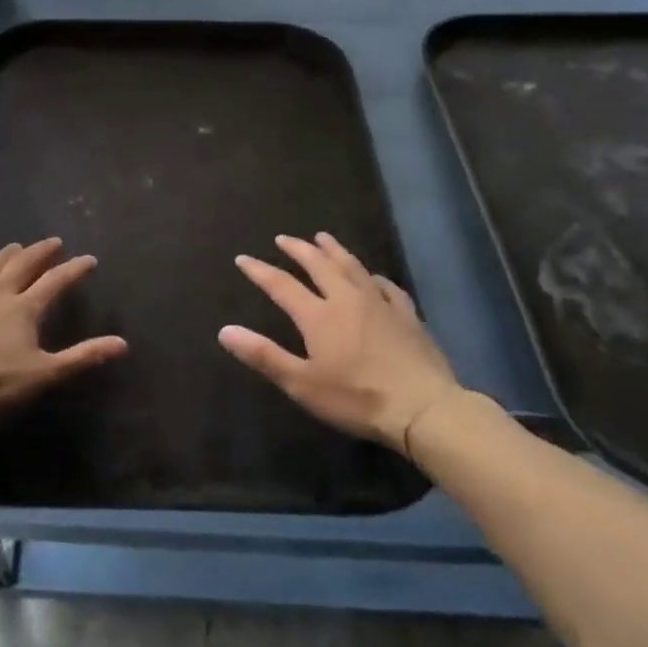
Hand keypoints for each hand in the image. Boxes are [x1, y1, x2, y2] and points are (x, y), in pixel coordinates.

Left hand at [0, 238, 126, 422]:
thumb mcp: (42, 376)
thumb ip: (82, 357)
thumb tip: (122, 343)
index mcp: (23, 309)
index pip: (55, 281)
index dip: (74, 269)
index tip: (89, 259)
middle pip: (21, 266)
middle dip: (40, 252)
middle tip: (53, 241)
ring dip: (5, 256)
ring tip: (16, 246)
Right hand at [219, 233, 462, 454]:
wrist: (423, 408)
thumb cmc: (356, 398)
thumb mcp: (302, 383)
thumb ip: (264, 355)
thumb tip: (225, 330)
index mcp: (318, 315)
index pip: (281, 284)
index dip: (260, 270)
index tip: (243, 259)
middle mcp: (347, 299)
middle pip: (319, 264)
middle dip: (299, 250)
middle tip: (284, 239)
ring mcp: (380, 304)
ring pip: (353, 266)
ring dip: (334, 250)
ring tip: (323, 238)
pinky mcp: (407, 315)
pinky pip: (387, 286)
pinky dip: (373, 277)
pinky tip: (373, 277)